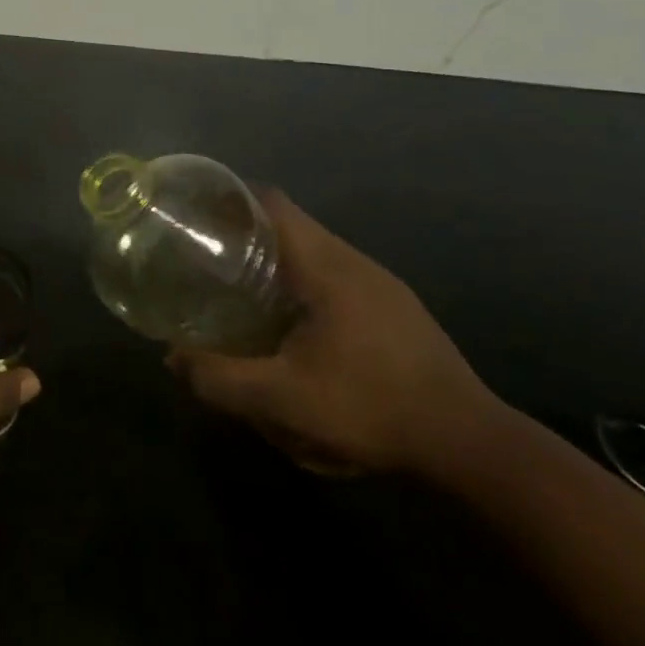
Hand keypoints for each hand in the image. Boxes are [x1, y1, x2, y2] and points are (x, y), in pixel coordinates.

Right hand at [169, 189, 499, 475]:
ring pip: (314, 250)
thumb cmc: (372, 407)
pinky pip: (335, 274)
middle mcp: (353, 260)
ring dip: (276, 260)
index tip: (197, 217)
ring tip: (242, 288)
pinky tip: (294, 322)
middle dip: (246, 233)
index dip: (230, 200)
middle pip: (289, 223)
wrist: (472, 445)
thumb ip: (221, 378)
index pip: (271, 203)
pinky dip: (303, 281)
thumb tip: (172, 358)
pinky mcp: (395, 307)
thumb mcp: (284, 399)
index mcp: (326, 264)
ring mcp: (380, 283)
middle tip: (209, 258)